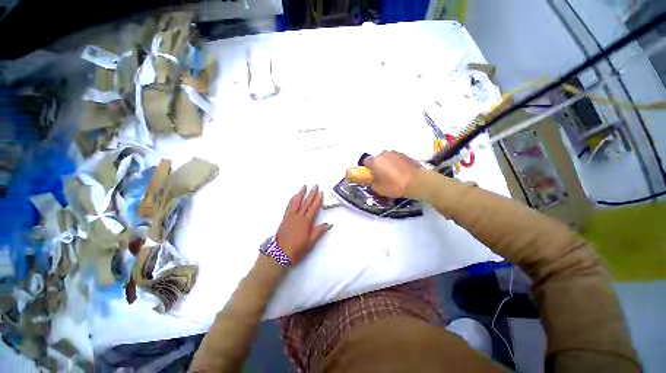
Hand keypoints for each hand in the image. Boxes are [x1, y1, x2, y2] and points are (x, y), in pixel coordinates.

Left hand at [276, 185, 331, 264]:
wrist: (280, 253)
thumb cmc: (297, 248)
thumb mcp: (310, 241)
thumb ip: (319, 231)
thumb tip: (329, 224)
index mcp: (306, 222)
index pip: (314, 208)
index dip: (318, 200)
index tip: (321, 193)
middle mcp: (298, 217)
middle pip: (306, 203)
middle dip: (311, 193)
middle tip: (315, 186)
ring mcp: (291, 216)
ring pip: (297, 202)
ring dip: (301, 193)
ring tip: (304, 186)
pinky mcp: (285, 218)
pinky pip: (289, 206)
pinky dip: (292, 200)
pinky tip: (294, 196)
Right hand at [363, 151, 418, 197]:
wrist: (417, 181)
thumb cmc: (395, 185)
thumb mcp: (378, 189)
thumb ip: (372, 182)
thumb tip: (373, 179)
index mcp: (375, 161)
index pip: (365, 161)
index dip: (367, 168)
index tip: (371, 175)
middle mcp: (384, 154)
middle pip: (377, 159)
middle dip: (378, 166)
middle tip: (382, 176)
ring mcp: (395, 153)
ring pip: (387, 158)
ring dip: (387, 164)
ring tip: (393, 174)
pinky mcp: (405, 155)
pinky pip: (396, 159)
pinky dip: (396, 164)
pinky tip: (401, 172)